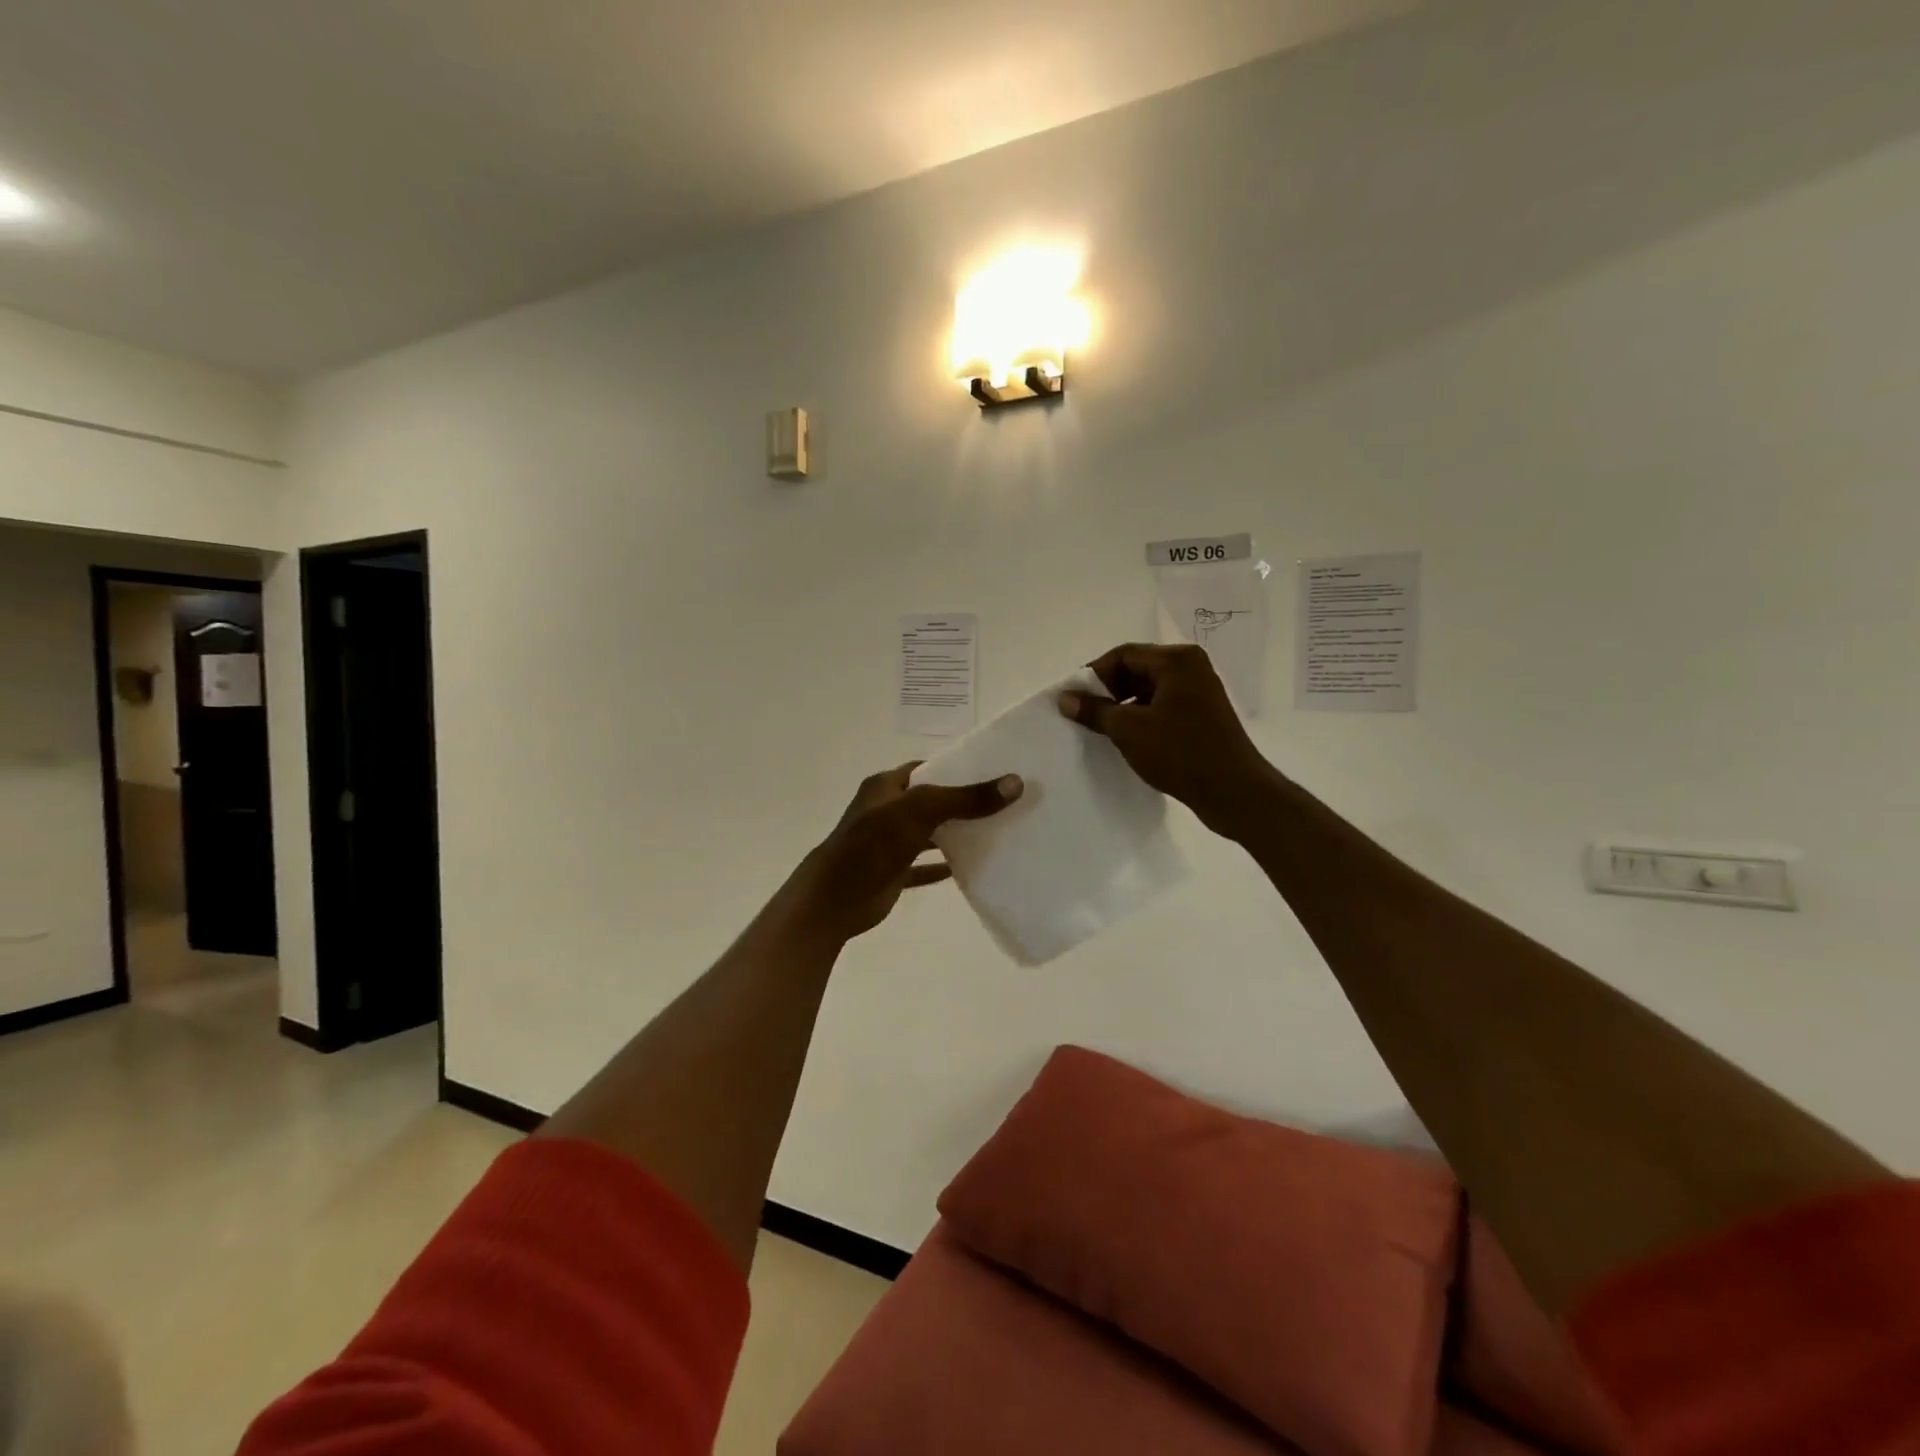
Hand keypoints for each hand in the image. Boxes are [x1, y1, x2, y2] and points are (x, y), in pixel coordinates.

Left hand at [791, 763, 1022, 940]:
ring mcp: (889, 843)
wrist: (835, 898)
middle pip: (931, 802)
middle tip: (1004, 804)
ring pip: (929, 834)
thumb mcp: (922, 811)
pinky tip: (971, 868)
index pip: (927, 769)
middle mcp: (887, 811)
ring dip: (955, 835)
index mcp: (886, 787)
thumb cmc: (873, 843)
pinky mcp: (893, 872)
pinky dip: (944, 867)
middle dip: (963, 803)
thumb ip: (966, 799)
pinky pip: (923, 867)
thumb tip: (1015, 783)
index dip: (957, 769)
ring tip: (997, 833)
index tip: (994, 772)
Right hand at [1058, 643, 1273, 836]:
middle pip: (1137, 669)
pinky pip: (1164, 706)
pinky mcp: (1203, 715)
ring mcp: (1200, 692)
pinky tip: (1129, 739)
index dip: (1093, 674)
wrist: (1233, 791)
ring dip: (1124, 705)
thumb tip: (1065, 698)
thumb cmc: (1179, 752)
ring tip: (1103, 729)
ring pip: (1150, 689)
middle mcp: (1192, 668)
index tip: (1073, 698)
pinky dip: (1143, 717)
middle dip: (1108, 690)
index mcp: (1176, 660)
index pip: (1123, 655)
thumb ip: (1094, 710)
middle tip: (1085, 714)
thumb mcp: (1128, 730)